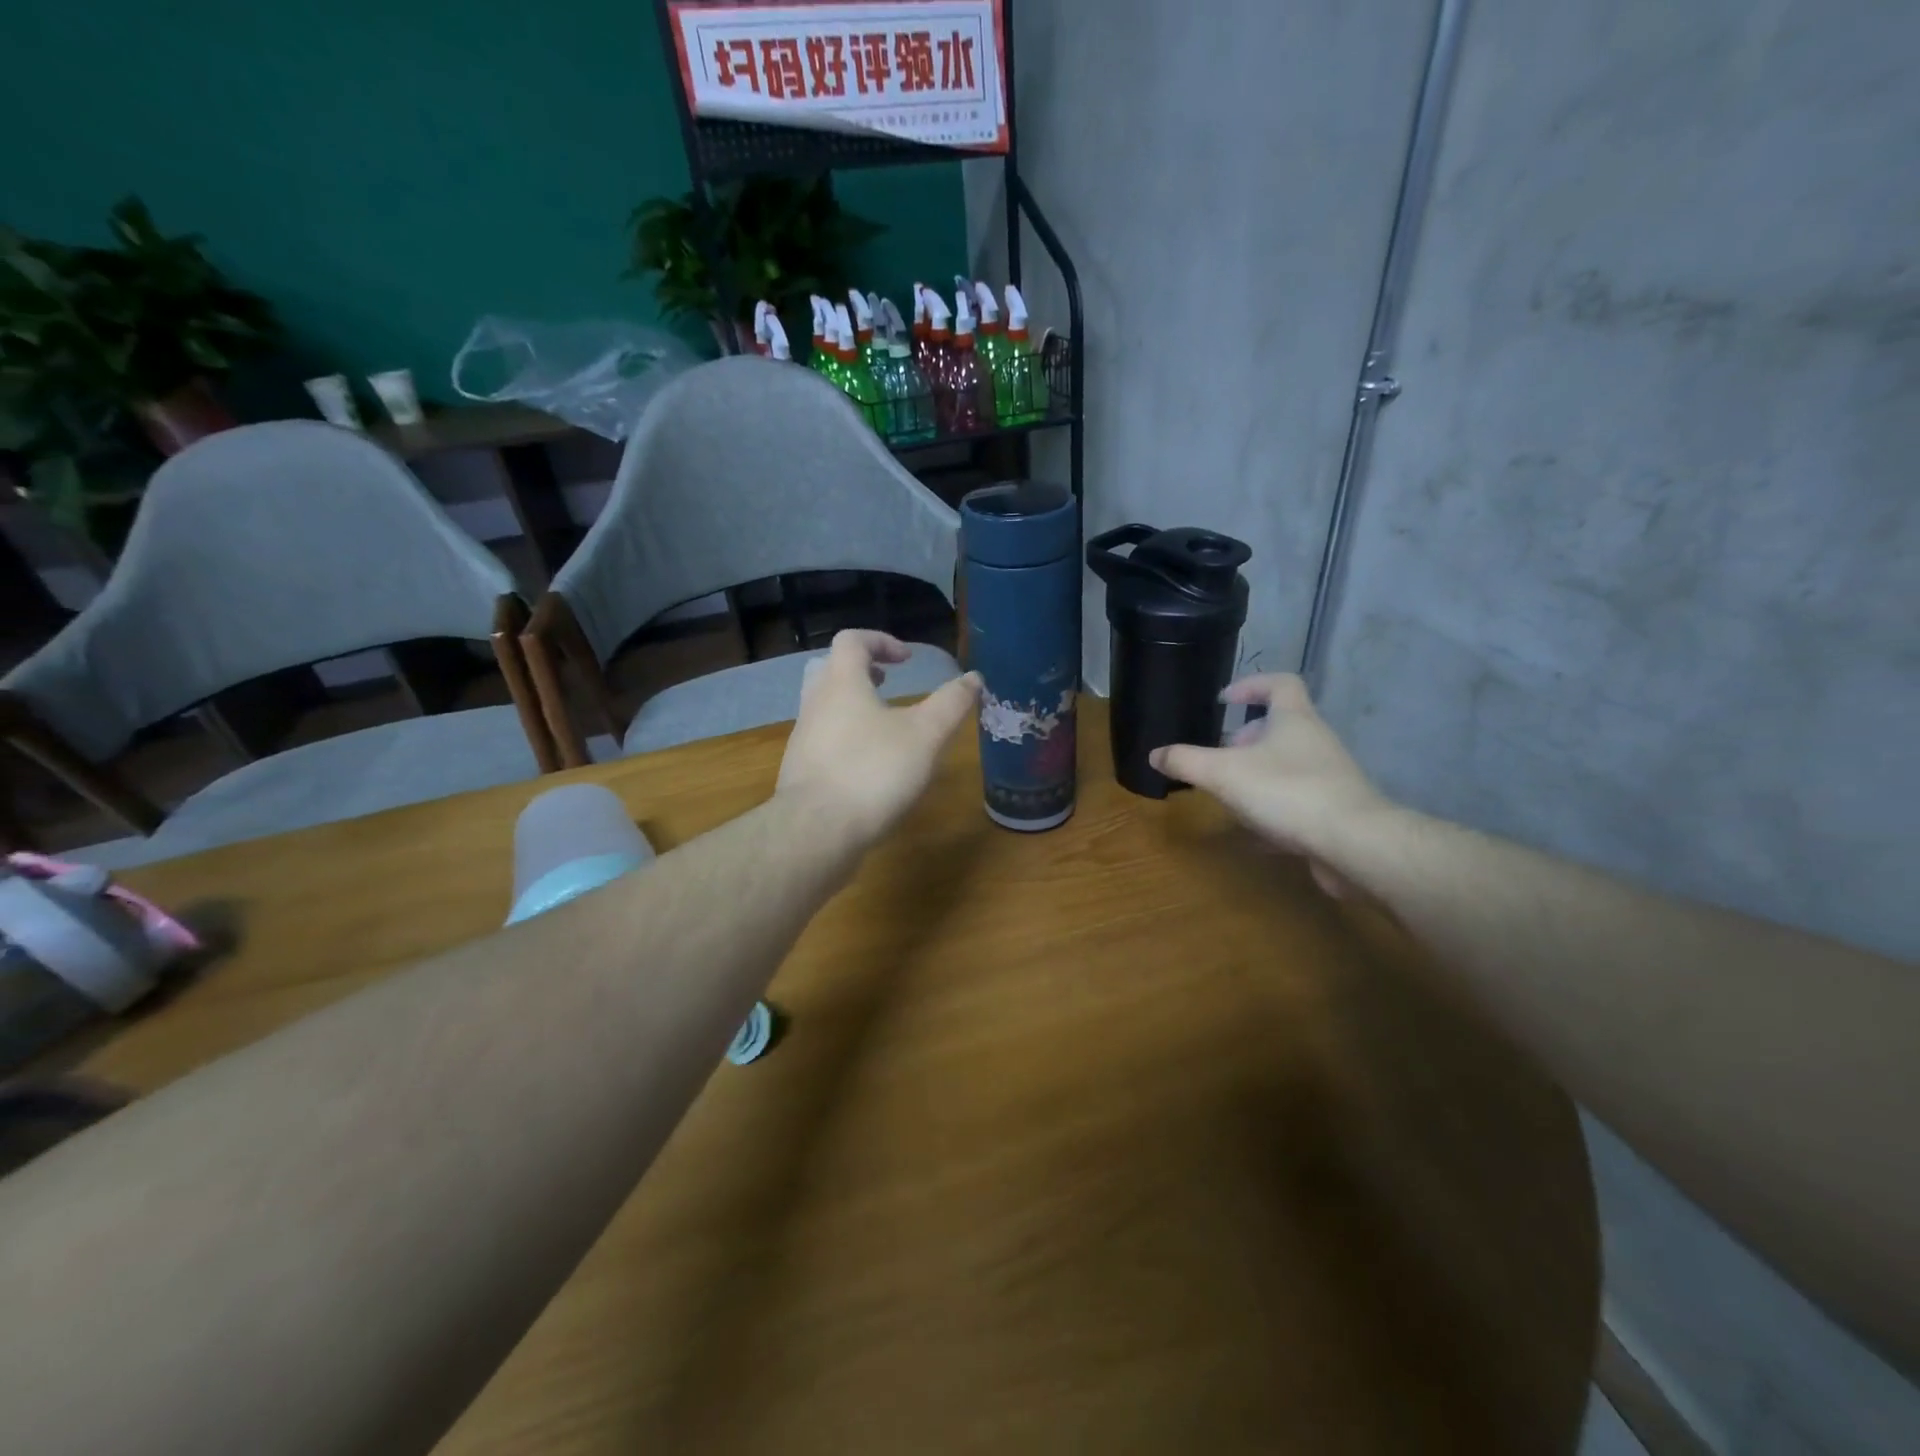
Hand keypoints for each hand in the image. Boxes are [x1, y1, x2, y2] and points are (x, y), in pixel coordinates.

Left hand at [777, 630, 982, 846]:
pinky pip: (823, 740)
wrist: (817, 831)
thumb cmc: (873, 771)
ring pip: (825, 706)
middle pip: (830, 669)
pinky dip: (846, 738)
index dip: (881, 641)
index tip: (907, 660)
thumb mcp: (926, 736)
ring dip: (854, 706)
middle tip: (887, 682)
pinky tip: (870, 766)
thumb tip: (974, 678)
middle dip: (862, 671)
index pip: (852, 641)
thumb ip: (952, 704)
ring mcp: (803, 739)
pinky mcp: (801, 771)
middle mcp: (815, 704)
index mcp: (842, 683)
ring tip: (885, 726)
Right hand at [1149, 674, 1393, 893]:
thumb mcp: (1224, 774)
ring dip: (1259, 772)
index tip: (1223, 701)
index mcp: (1294, 719)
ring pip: (1288, 763)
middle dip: (1247, 738)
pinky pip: (1298, 799)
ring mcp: (1329, 776)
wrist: (1354, 844)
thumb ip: (1186, 762)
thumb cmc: (1288, 792)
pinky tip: (1253, 831)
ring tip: (1231, 792)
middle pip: (1282, 725)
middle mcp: (1316, 741)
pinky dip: (1273, 808)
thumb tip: (1155, 755)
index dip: (1251, 685)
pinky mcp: (1334, 810)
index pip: (1279, 683)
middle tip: (1220, 754)